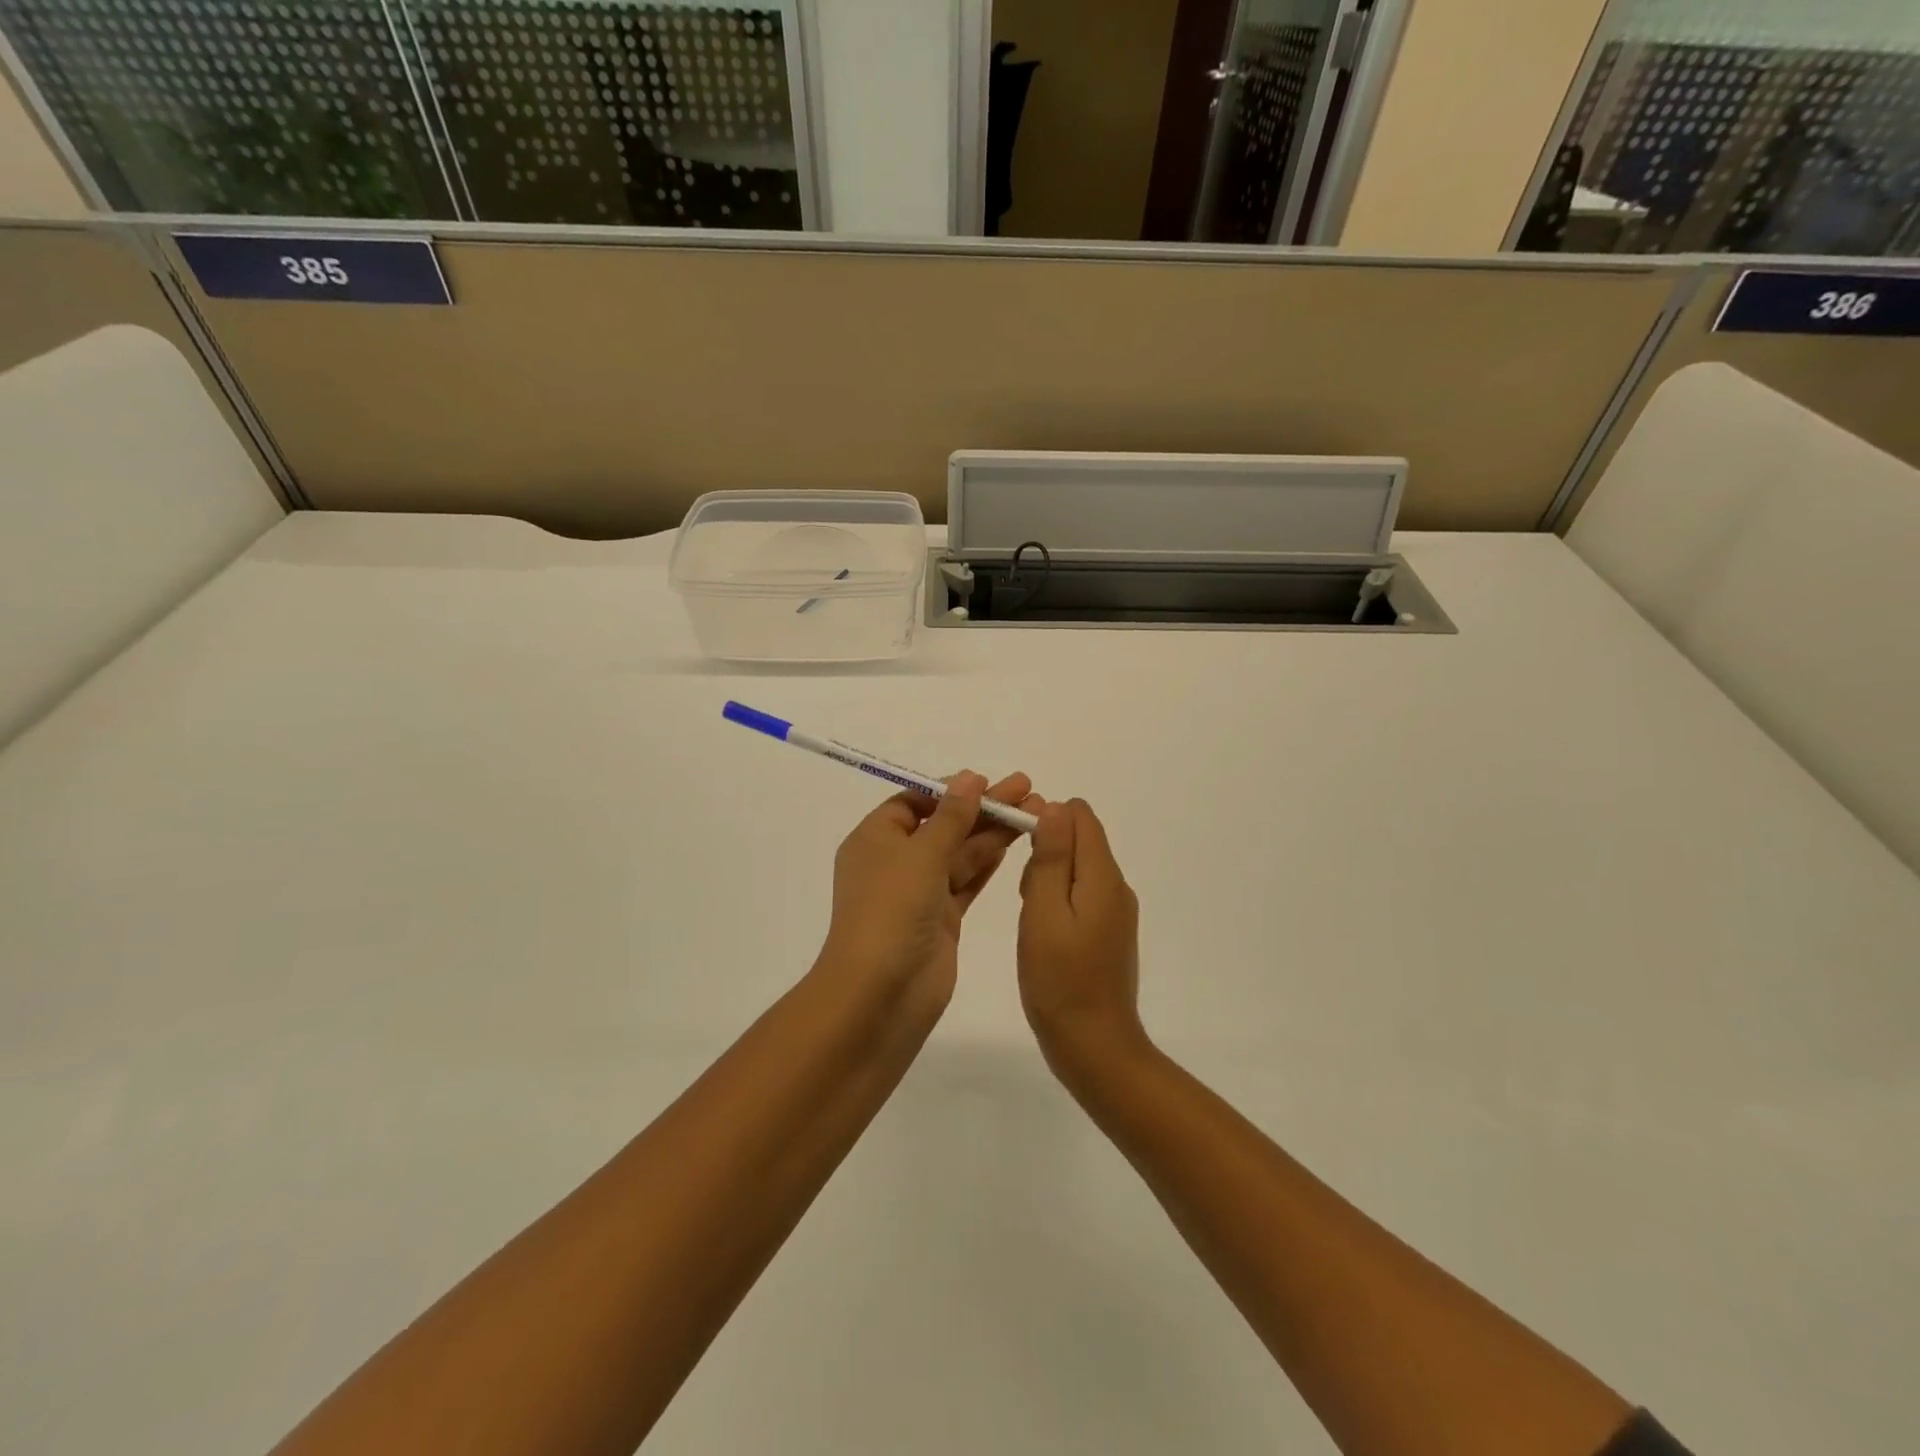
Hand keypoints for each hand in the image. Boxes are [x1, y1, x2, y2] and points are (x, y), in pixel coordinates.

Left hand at [817, 771, 1041, 1009]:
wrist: (880, 994)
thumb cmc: (891, 911)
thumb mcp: (920, 854)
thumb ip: (950, 817)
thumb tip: (968, 779)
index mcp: (875, 839)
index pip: (913, 802)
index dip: (949, 790)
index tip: (987, 782)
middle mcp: (894, 862)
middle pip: (943, 825)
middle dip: (982, 807)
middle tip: (1027, 789)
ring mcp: (918, 893)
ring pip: (959, 853)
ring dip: (992, 833)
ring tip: (1035, 812)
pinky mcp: (940, 920)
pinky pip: (966, 882)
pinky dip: (987, 863)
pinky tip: (1013, 845)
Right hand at [1017, 799, 1146, 1075]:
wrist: (1095, 1047)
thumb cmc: (1059, 980)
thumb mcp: (1044, 913)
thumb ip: (1051, 858)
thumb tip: (1055, 807)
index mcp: (1103, 876)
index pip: (1080, 816)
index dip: (1046, 817)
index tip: (1018, 845)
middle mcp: (1117, 887)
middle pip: (1079, 841)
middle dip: (1045, 851)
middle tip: (1022, 895)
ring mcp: (1116, 912)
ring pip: (1077, 869)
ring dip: (1048, 878)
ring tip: (1029, 916)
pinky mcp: (1109, 932)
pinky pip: (1082, 895)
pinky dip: (1058, 900)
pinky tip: (1042, 932)